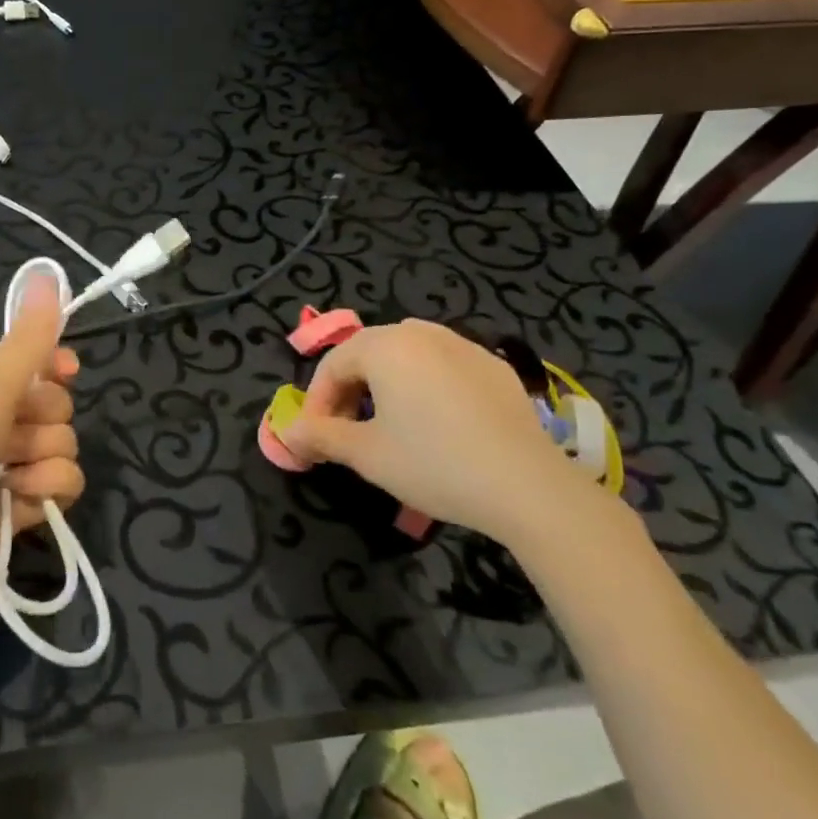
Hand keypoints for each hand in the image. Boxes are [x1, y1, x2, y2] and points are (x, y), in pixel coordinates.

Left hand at [0, 273, 82, 609]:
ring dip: (44, 457)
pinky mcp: (15, 513)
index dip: (55, 367)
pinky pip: (60, 488)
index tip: (67, 370)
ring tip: (10, 474)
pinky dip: (46, 491)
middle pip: (55, 406)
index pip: (35, 365)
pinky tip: (19, 499)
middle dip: (44, 417)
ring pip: (62, 447)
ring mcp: (3, 470)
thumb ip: (30, 338)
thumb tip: (49, 271)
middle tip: (12, 431)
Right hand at [277, 319, 597, 542]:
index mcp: (385, 345)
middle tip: (345, 431)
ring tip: (387, 425)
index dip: (316, 401)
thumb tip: (289, 433)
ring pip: (407, 357)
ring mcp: (463, 345)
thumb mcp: (367, 454)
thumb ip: (321, 436)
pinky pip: (443, 367)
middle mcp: (422, 333)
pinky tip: (437, 424)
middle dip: (349, 391)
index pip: (333, 364)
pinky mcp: (495, 367)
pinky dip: (425, 387)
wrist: (527, 485)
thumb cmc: (434, 464)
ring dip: (385, 386)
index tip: (314, 437)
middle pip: (368, 354)